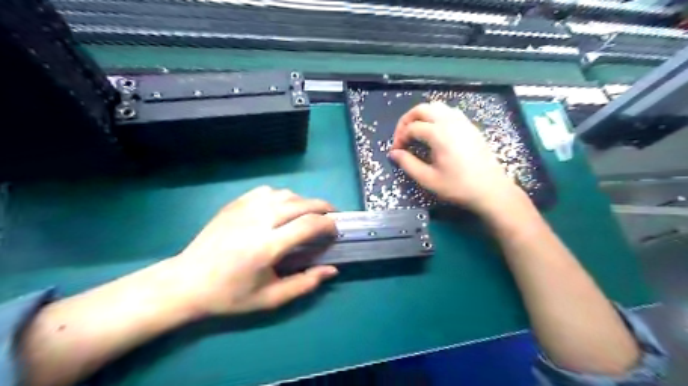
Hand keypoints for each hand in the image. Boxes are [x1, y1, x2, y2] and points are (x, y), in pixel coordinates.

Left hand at [173, 185, 338, 315]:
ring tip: (307, 214)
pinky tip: (281, 209)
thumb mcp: (270, 298)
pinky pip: (267, 191)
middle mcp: (259, 221)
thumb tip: (332, 270)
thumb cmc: (230, 295)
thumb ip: (305, 283)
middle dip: (323, 207)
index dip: (328, 224)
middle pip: (301, 203)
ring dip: (303, 201)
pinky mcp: (235, 204)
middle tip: (331, 216)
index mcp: (267, 246)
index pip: (309, 224)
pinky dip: (282, 197)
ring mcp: (245, 208)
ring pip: (286, 194)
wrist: (187, 282)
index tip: (335, 230)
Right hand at [393, 102, 521, 212]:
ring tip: (416, 133)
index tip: (396, 152)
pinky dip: (436, 116)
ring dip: (422, 116)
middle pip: (422, 109)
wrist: (491, 190)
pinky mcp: (470, 126)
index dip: (399, 138)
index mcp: (439, 133)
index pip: (411, 127)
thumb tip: (393, 153)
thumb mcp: (428, 179)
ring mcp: (463, 122)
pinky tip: (435, 132)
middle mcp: (450, 121)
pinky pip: (449, 112)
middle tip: (402, 137)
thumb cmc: (458, 186)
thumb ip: (408, 164)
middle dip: (407, 120)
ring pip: (436, 107)